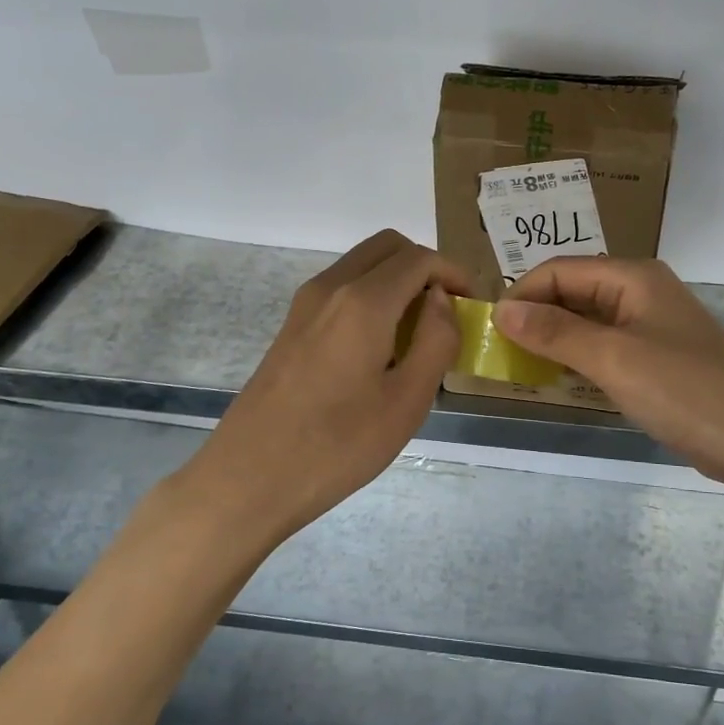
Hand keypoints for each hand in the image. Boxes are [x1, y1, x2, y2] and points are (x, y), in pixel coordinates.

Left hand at [182, 230, 470, 539]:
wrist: (249, 478)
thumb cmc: (338, 445)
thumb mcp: (407, 400)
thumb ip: (436, 340)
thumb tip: (441, 300)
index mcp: (363, 301)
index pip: (419, 258)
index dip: (454, 273)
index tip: (474, 304)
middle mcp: (331, 287)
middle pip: (388, 246)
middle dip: (426, 266)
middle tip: (448, 309)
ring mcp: (305, 303)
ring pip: (362, 264)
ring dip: (397, 279)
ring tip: (420, 330)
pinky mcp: (292, 324)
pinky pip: (342, 287)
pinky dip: (372, 294)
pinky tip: (382, 345)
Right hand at [494, 257, 723, 486]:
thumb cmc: (684, 390)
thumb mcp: (613, 358)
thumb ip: (555, 332)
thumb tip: (502, 310)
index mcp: (632, 277)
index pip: (560, 270)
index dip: (523, 295)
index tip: (493, 331)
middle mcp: (641, 291)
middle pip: (573, 291)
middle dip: (536, 316)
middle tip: (503, 352)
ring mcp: (651, 324)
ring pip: (587, 320)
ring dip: (555, 338)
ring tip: (523, 365)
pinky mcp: (657, 356)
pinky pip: (605, 345)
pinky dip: (579, 357)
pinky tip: (561, 378)